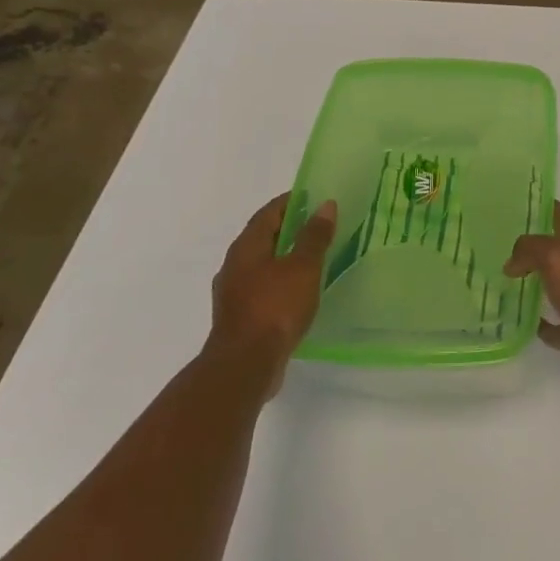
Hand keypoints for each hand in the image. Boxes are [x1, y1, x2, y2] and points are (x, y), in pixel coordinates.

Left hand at [209, 194, 336, 384]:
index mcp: (246, 247)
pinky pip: (263, 287)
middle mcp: (234, 265)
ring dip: (285, 257)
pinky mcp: (240, 316)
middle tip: (319, 225)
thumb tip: (325, 205)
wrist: (245, 364)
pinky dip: (281, 281)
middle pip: (263, 237)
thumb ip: (314, 236)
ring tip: (313, 258)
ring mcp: (234, 292)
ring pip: (262, 264)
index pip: (268, 213)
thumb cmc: (275, 307)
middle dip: (289, 229)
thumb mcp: (303, 267)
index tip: (313, 197)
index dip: (290, 202)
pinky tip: (299, 291)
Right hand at [505, 203, 559, 397]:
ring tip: (503, 287)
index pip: (559, 215)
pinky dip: (546, 326)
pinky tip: (525, 326)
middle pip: (556, 252)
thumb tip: (512, 263)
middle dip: (529, 250)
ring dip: (535, 287)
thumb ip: (530, 250)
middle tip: (495, 251)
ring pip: (557, 288)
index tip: (509, 206)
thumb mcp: (556, 257)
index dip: (538, 207)